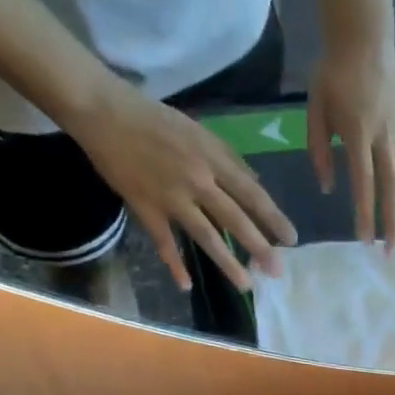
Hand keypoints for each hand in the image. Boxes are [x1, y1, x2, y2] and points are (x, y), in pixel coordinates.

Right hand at [66, 76, 295, 291]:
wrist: (103, 109)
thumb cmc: (154, 120)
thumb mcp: (199, 131)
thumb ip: (228, 158)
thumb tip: (256, 181)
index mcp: (212, 159)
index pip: (251, 193)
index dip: (273, 218)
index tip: (291, 239)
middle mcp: (197, 180)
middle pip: (234, 219)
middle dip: (259, 247)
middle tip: (277, 271)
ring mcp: (170, 196)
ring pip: (205, 235)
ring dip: (227, 262)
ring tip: (246, 284)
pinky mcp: (145, 207)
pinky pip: (163, 241)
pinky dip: (174, 263)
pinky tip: (186, 284)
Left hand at [306, 41, 394, 245]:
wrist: (365, 38)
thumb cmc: (334, 74)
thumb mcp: (315, 108)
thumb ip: (319, 150)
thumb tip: (328, 188)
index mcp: (358, 133)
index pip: (364, 183)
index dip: (366, 214)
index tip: (365, 240)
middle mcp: (386, 138)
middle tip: (394, 253)